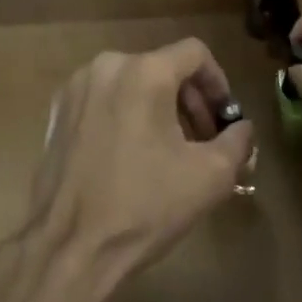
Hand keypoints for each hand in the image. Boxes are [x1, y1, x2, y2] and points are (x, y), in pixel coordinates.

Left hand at [27, 40, 255, 289]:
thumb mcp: (209, 177)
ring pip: (133, 82)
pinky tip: (130, 157)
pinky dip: (126, 115)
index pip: (195, 53)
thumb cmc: (144, 207)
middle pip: (163, 67)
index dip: (218, 82)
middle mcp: (109, 65)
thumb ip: (237, 142)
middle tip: (202, 141)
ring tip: (168, 152)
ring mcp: (78, 86)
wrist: (69, 249)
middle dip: (190, 101)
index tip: (224, 119)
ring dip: (158, 108)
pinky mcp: (58, 110)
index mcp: (145, 71)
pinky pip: (105, 98)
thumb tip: (243, 128)